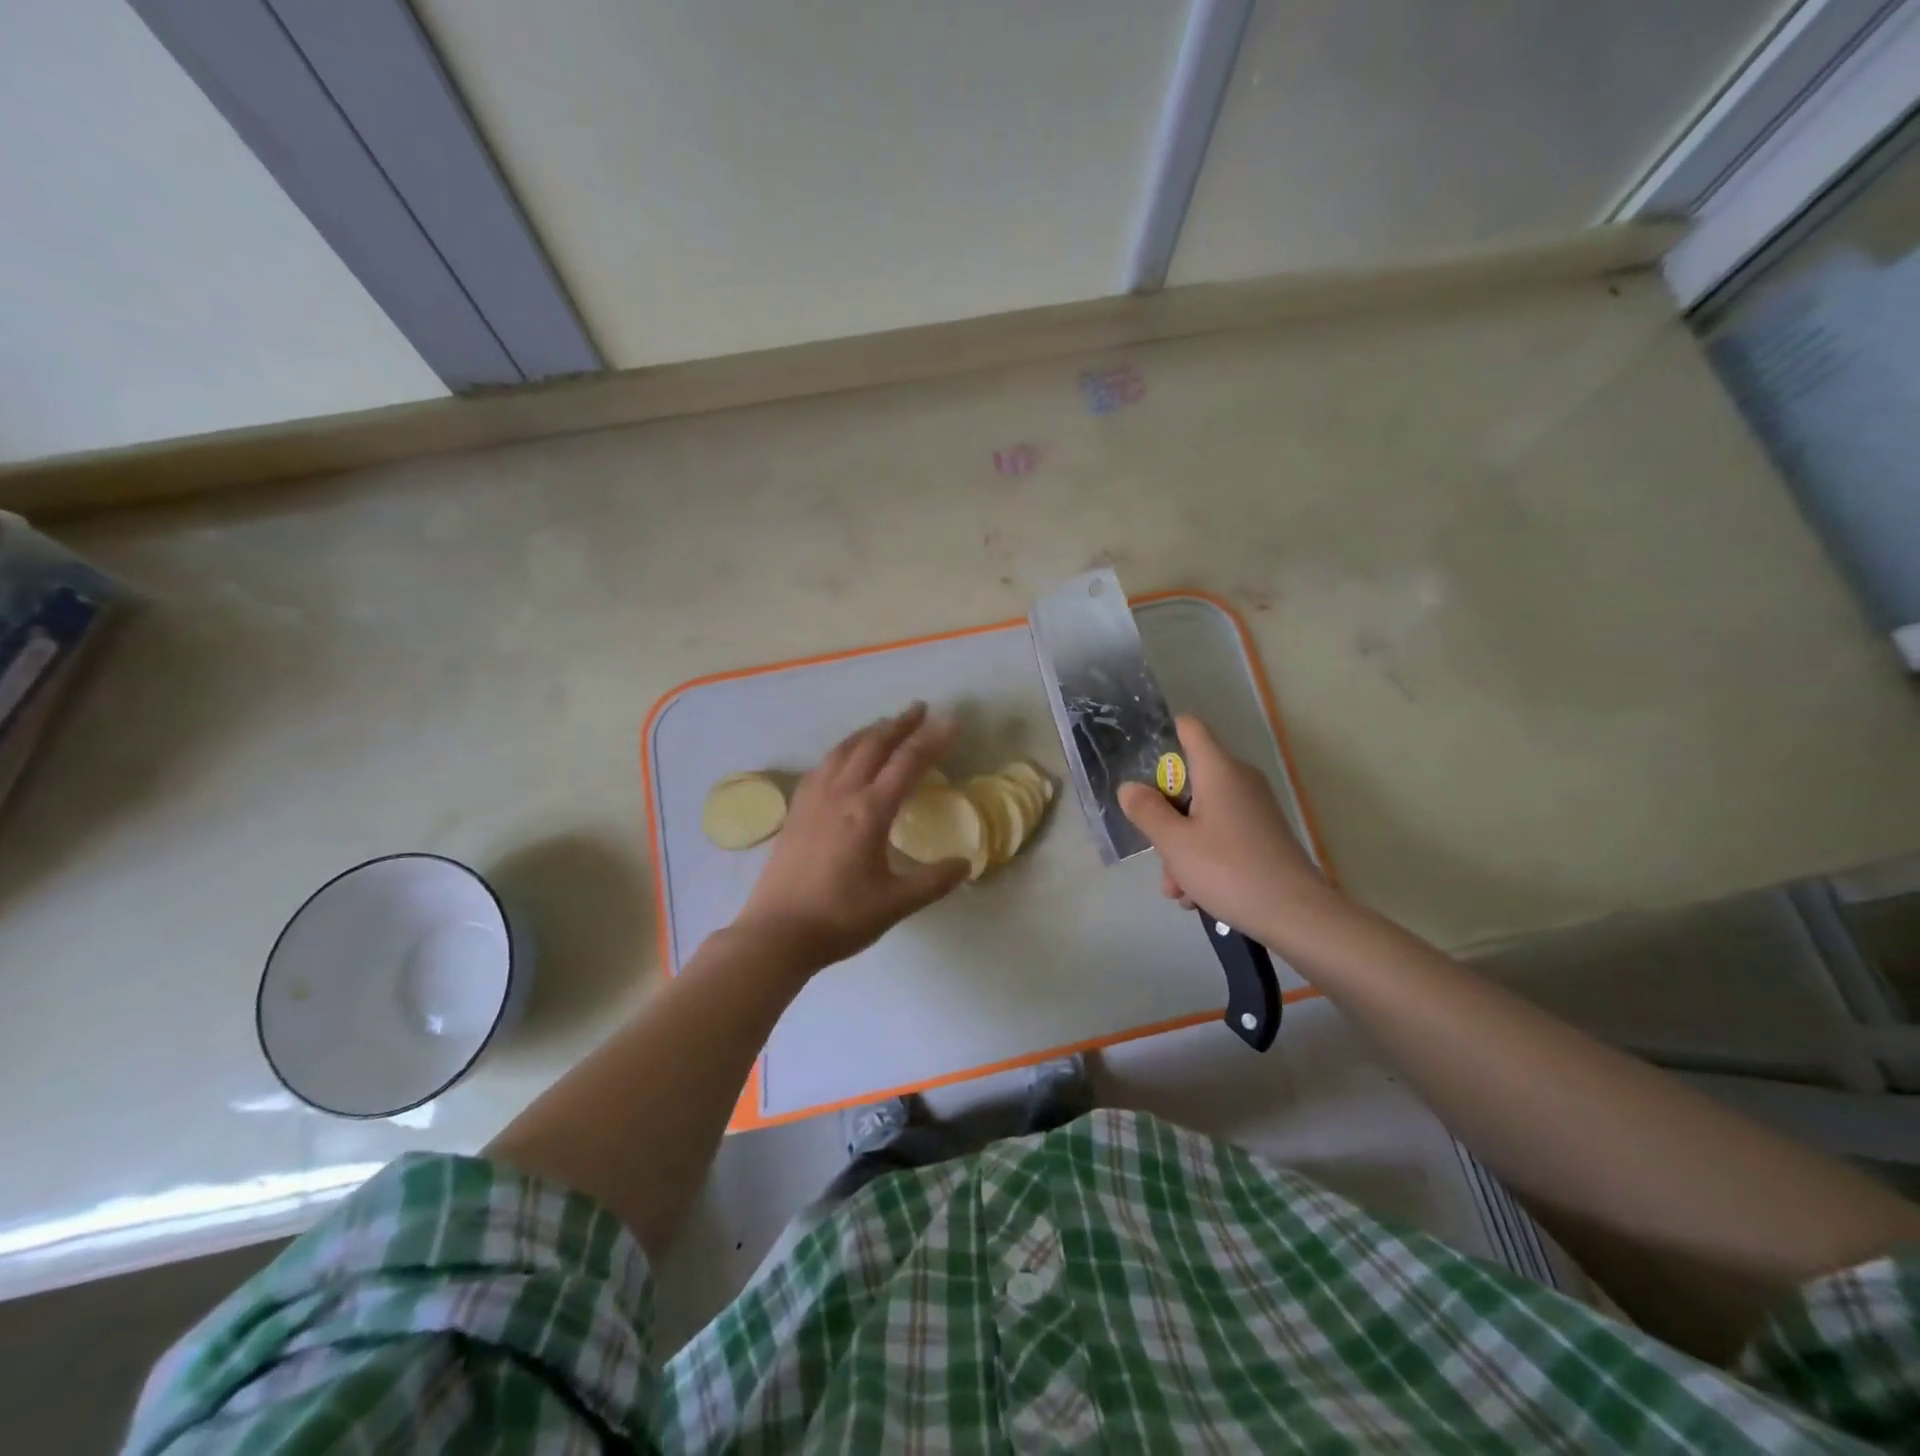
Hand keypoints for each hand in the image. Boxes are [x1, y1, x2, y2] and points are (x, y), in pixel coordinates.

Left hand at [734, 702, 968, 973]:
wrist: (777, 933)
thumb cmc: (840, 918)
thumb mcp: (896, 904)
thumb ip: (934, 881)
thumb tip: (965, 863)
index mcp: (869, 812)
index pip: (908, 763)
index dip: (932, 740)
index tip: (952, 722)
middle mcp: (841, 795)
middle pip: (873, 745)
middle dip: (899, 724)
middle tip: (920, 709)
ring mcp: (814, 800)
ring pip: (844, 750)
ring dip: (869, 732)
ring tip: (886, 725)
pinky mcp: (796, 811)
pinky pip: (823, 766)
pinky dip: (842, 751)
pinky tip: (844, 758)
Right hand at [1118, 715, 1332, 942]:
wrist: (1297, 914)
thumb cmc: (1228, 869)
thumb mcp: (1173, 843)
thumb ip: (1146, 811)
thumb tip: (1129, 787)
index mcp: (1219, 770)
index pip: (1189, 728)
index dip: (1163, 734)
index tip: (1140, 762)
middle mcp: (1239, 780)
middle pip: (1188, 781)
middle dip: (1165, 815)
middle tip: (1155, 849)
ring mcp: (1254, 809)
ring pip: (1202, 815)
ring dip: (1181, 847)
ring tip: (1177, 890)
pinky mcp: (1262, 835)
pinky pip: (1221, 834)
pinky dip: (1204, 857)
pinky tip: (1196, 896)